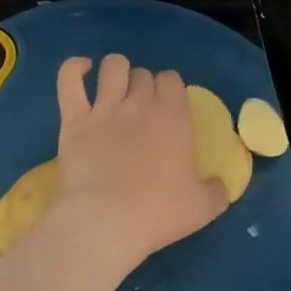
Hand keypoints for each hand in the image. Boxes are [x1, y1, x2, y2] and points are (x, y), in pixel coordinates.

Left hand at [51, 55, 228, 269]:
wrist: (106, 222)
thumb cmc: (158, 213)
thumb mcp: (202, 208)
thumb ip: (216, 192)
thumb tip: (221, 187)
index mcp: (173, 117)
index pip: (172, 80)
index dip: (169, 89)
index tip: (168, 106)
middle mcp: (140, 104)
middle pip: (143, 75)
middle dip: (143, 85)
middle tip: (141, 107)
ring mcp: (104, 109)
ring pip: (112, 67)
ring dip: (116, 71)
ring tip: (114, 85)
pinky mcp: (73, 120)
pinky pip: (69, 80)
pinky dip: (74, 69)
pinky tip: (81, 69)